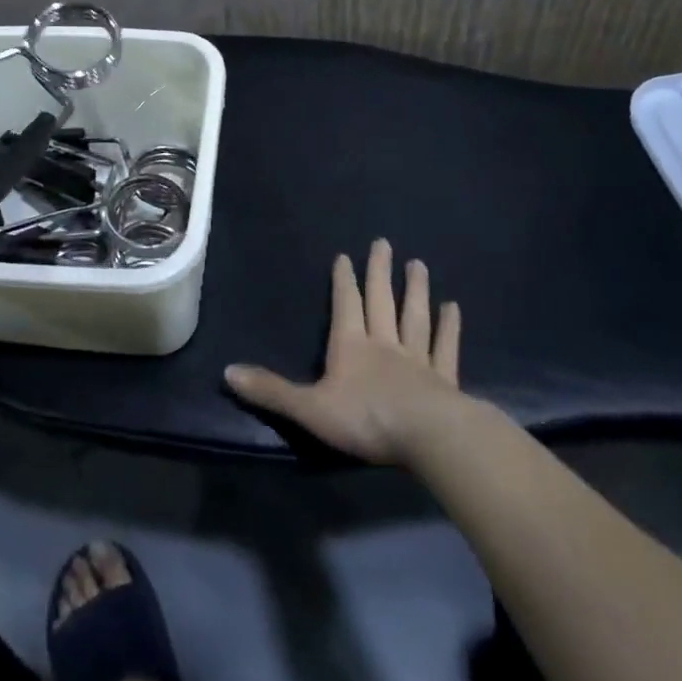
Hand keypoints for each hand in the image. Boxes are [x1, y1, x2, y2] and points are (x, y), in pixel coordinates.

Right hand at [224, 238, 472, 465]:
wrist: (430, 438)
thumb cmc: (366, 419)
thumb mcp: (309, 408)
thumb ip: (271, 390)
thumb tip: (227, 372)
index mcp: (351, 347)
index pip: (345, 306)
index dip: (343, 281)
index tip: (345, 255)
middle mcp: (384, 344)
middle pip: (381, 302)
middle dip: (379, 273)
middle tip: (384, 243)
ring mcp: (418, 361)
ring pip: (415, 318)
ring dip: (415, 291)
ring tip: (419, 264)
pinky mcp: (445, 381)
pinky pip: (446, 348)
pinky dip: (449, 328)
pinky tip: (454, 308)